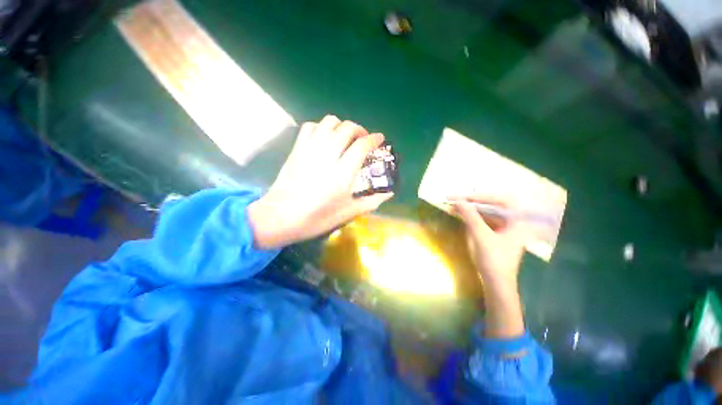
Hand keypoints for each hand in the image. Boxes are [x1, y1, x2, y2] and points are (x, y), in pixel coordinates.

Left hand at [248, 116, 392, 248]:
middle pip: (347, 128)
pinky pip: (310, 126)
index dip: (374, 139)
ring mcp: (309, 149)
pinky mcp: (297, 149)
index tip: (380, 139)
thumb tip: (389, 193)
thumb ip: (371, 201)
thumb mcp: (348, 213)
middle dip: (359, 130)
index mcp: (342, 173)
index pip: (361, 146)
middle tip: (363, 140)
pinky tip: (325, 138)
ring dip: (341, 125)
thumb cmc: (316, 218)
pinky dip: (321, 127)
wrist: (280, 217)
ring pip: (328, 122)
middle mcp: (327, 155)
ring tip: (345, 137)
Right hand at [453, 196, 526, 338]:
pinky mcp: (496, 235)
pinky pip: (483, 221)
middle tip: (455, 199)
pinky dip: (472, 218)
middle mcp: (513, 222)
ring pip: (486, 213)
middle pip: (492, 206)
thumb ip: (470, 216)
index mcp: (517, 221)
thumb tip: (457, 200)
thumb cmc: (493, 260)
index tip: (462, 197)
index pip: (499, 200)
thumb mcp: (481, 236)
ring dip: (470, 210)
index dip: (479, 196)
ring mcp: (504, 229)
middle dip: (473, 202)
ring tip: (455, 206)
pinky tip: (461, 216)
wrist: (497, 284)